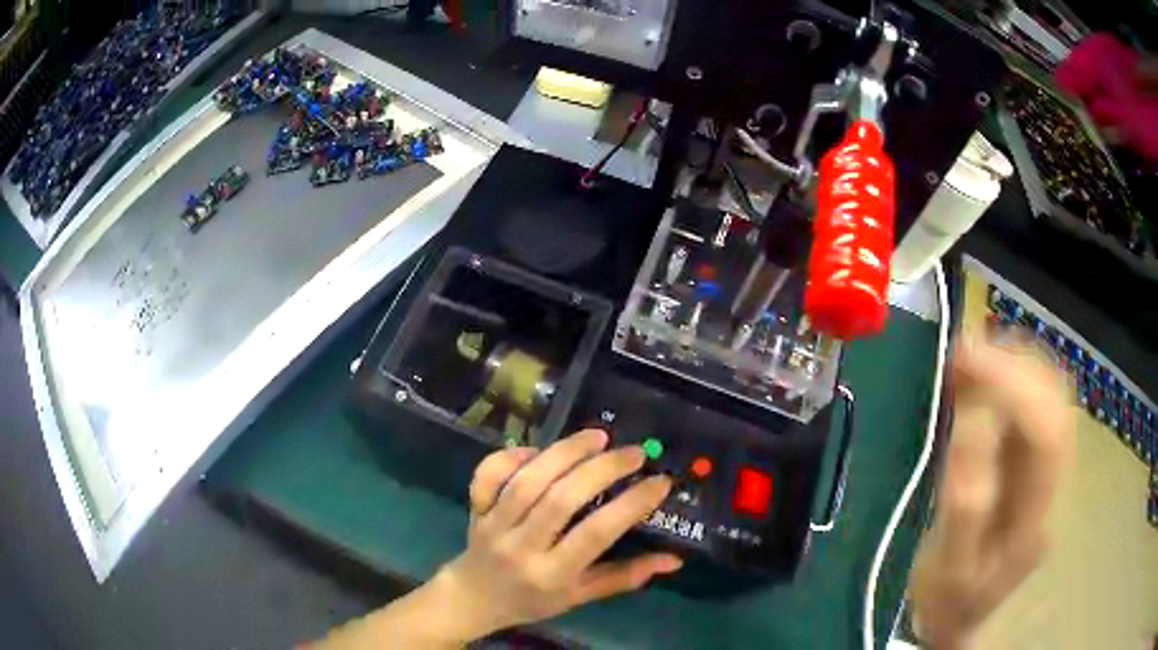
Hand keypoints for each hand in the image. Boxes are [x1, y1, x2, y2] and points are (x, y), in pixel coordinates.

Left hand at [429, 429, 681, 640]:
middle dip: (602, 469)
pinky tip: (539, 449)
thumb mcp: (580, 597)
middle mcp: (521, 546)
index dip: (631, 504)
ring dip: (564, 452)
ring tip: (598, 437)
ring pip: (527, 481)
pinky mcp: (476, 508)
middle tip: (634, 453)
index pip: (595, 534)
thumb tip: (674, 560)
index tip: (660, 482)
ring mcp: (494, 524)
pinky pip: (489, 474)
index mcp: (552, 574)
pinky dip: (512, 456)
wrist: (474, 598)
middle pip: (560, 499)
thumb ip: (625, 577)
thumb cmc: (534, 600)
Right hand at [909, 338, 1074, 648]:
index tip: (963, 360)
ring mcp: (1053, 464)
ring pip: (1051, 390)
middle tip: (961, 353)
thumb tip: (970, 425)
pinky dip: (1013, 374)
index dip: (1011, 385)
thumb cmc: (954, 600)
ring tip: (970, 359)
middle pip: (1056, 398)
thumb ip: (963, 506)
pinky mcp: (1039, 457)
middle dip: (1012, 362)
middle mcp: (1056, 480)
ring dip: (1014, 362)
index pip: (1045, 431)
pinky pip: (1038, 399)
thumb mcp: (949, 570)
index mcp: (1037, 516)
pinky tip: (986, 377)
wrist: (970, 616)